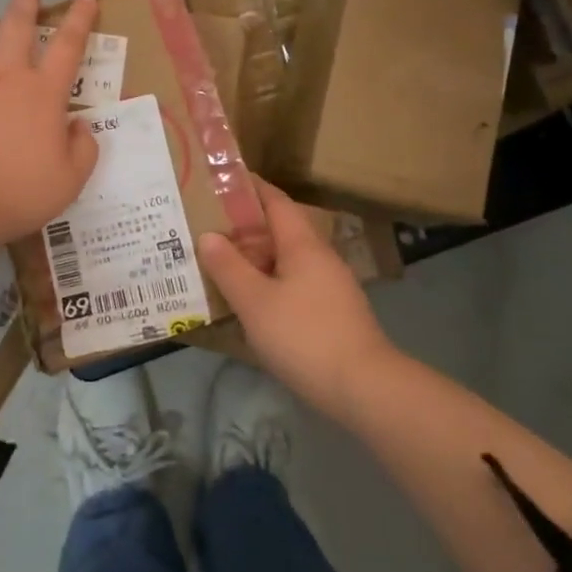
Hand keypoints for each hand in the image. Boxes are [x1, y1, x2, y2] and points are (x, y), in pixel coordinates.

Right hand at [199, 180, 399, 419]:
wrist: (365, 389)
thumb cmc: (304, 336)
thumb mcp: (255, 301)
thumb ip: (228, 267)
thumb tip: (207, 235)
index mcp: (303, 244)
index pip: (275, 201)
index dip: (248, 188)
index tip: (218, 181)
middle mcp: (319, 257)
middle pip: (280, 229)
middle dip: (245, 225)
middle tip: (207, 225)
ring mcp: (329, 286)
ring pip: (286, 259)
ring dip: (255, 256)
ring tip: (220, 261)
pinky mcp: (332, 313)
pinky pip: (292, 284)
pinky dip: (268, 282)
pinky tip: (248, 299)